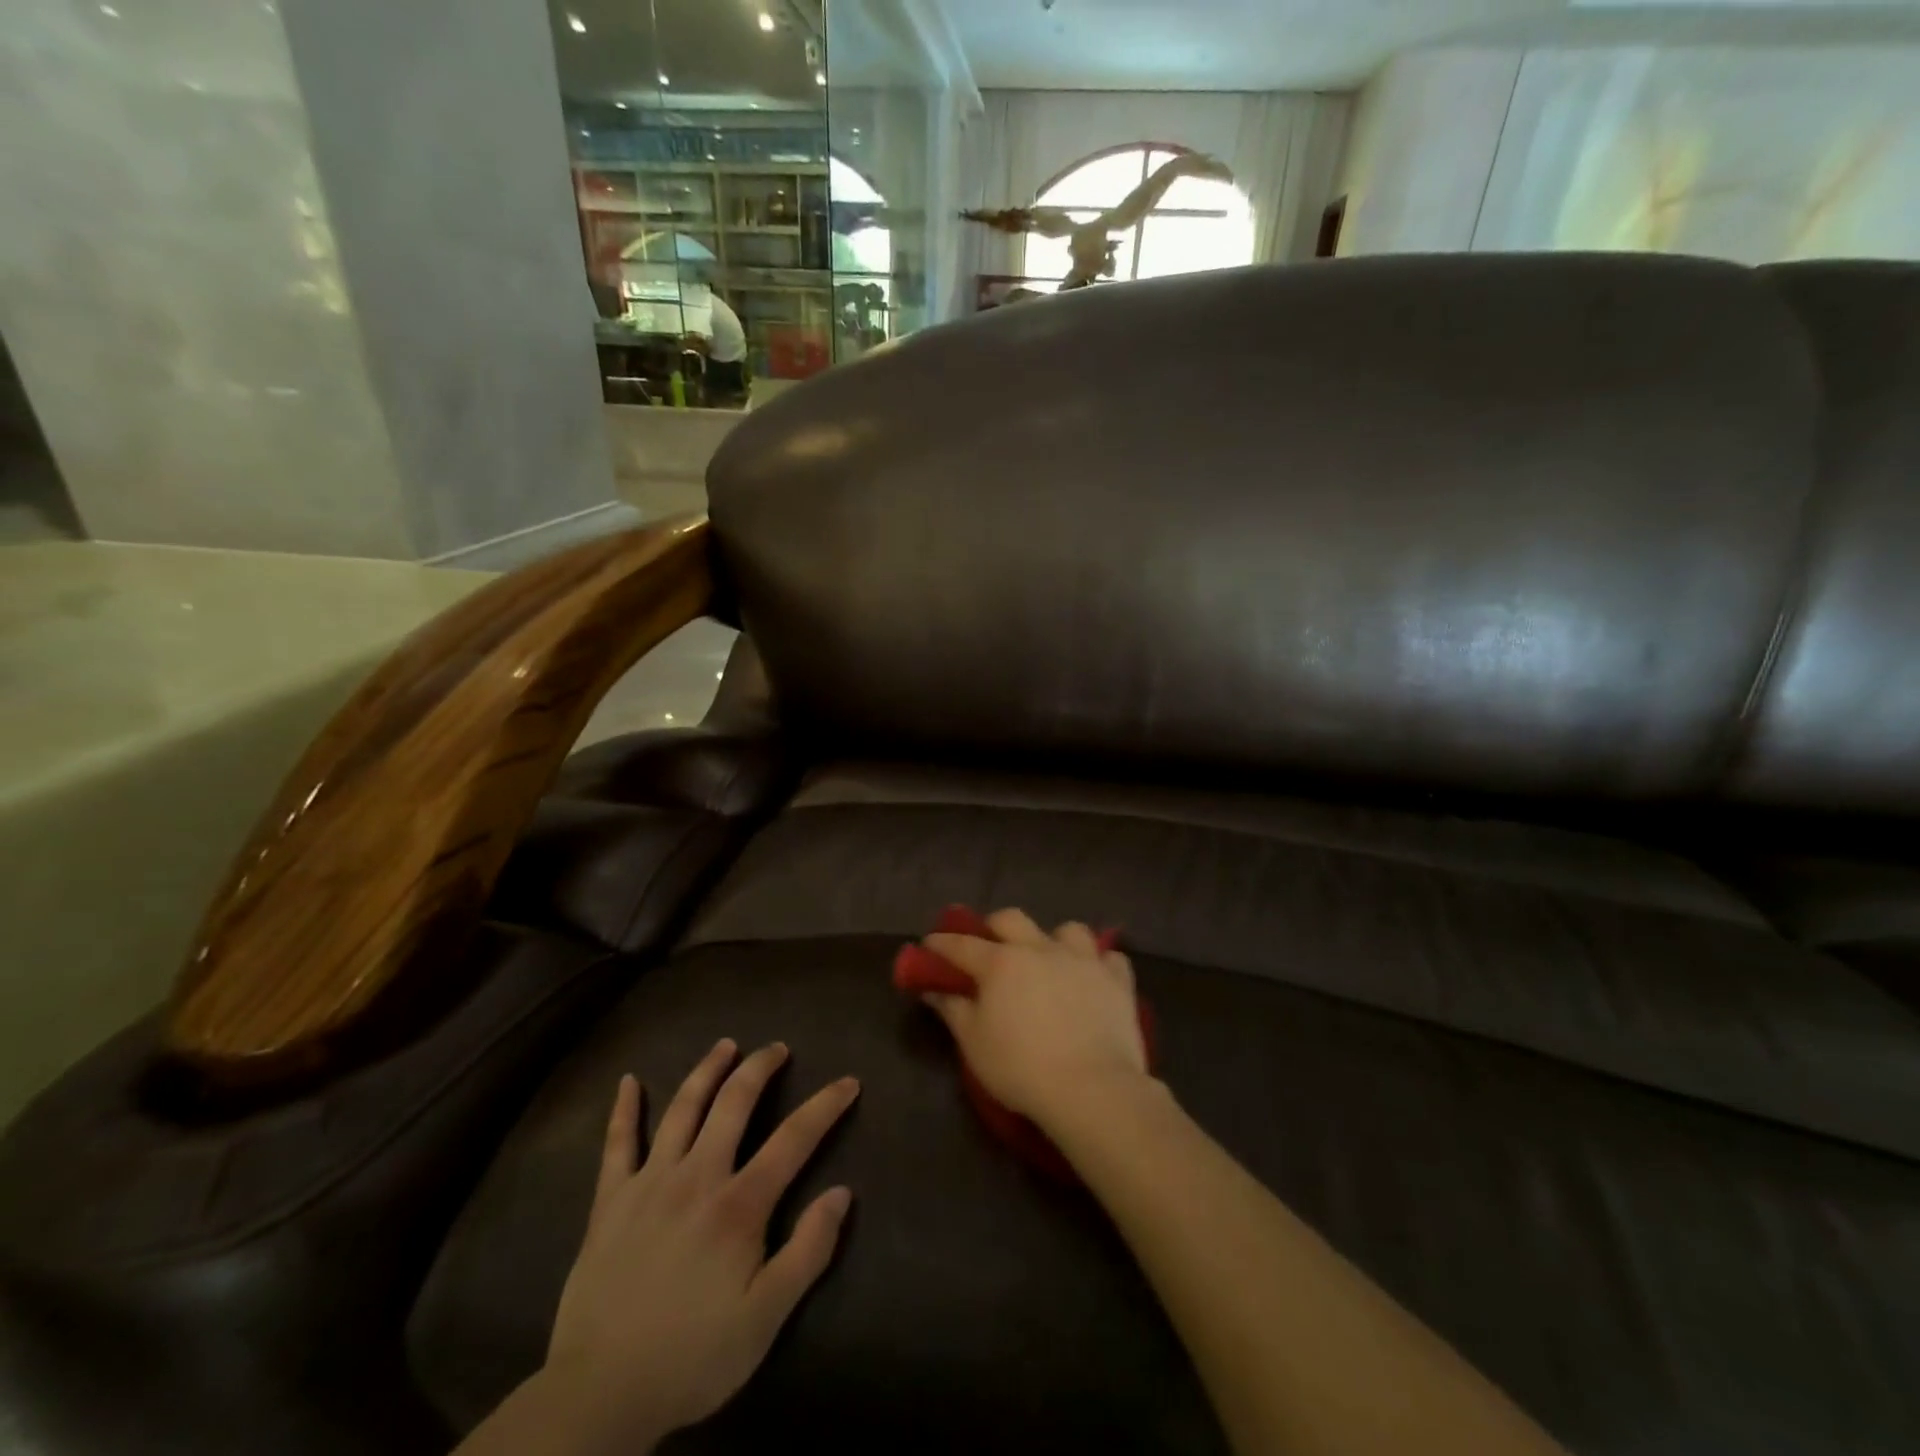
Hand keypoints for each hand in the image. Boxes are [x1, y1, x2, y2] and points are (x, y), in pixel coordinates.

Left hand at [543, 1040, 859, 1447]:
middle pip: (734, 1103)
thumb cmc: (692, 1357)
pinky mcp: (610, 1201)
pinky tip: (628, 1082)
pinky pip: (617, 1144)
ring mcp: (649, 1183)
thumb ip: (808, 1252)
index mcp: (738, 1205)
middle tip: (778, 1048)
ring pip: (682, 1108)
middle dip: (760, 1068)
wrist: (598, 1395)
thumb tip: (842, 1193)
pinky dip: (623, 1110)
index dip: (825, 1105)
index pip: (794, 1138)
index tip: (848, 1082)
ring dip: (707, 1070)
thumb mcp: (765, 1319)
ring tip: (726, 1045)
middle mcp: (697, 1177)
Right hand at [920, 908, 1150, 1128]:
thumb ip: (952, 1010)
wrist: (1092, 1087)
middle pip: (1011, 919)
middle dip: (995, 927)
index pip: (961, 944)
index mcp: (1001, 963)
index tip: (930, 944)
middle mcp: (1040, 949)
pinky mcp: (1116, 979)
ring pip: (1068, 930)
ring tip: (1052, 960)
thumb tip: (933, 989)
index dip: (942, 943)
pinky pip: (1109, 958)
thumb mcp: (974, 1044)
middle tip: (990, 947)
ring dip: (1055, 940)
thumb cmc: (1021, 1068)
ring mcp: (1082, 960)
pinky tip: (1094, 978)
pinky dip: (1099, 964)